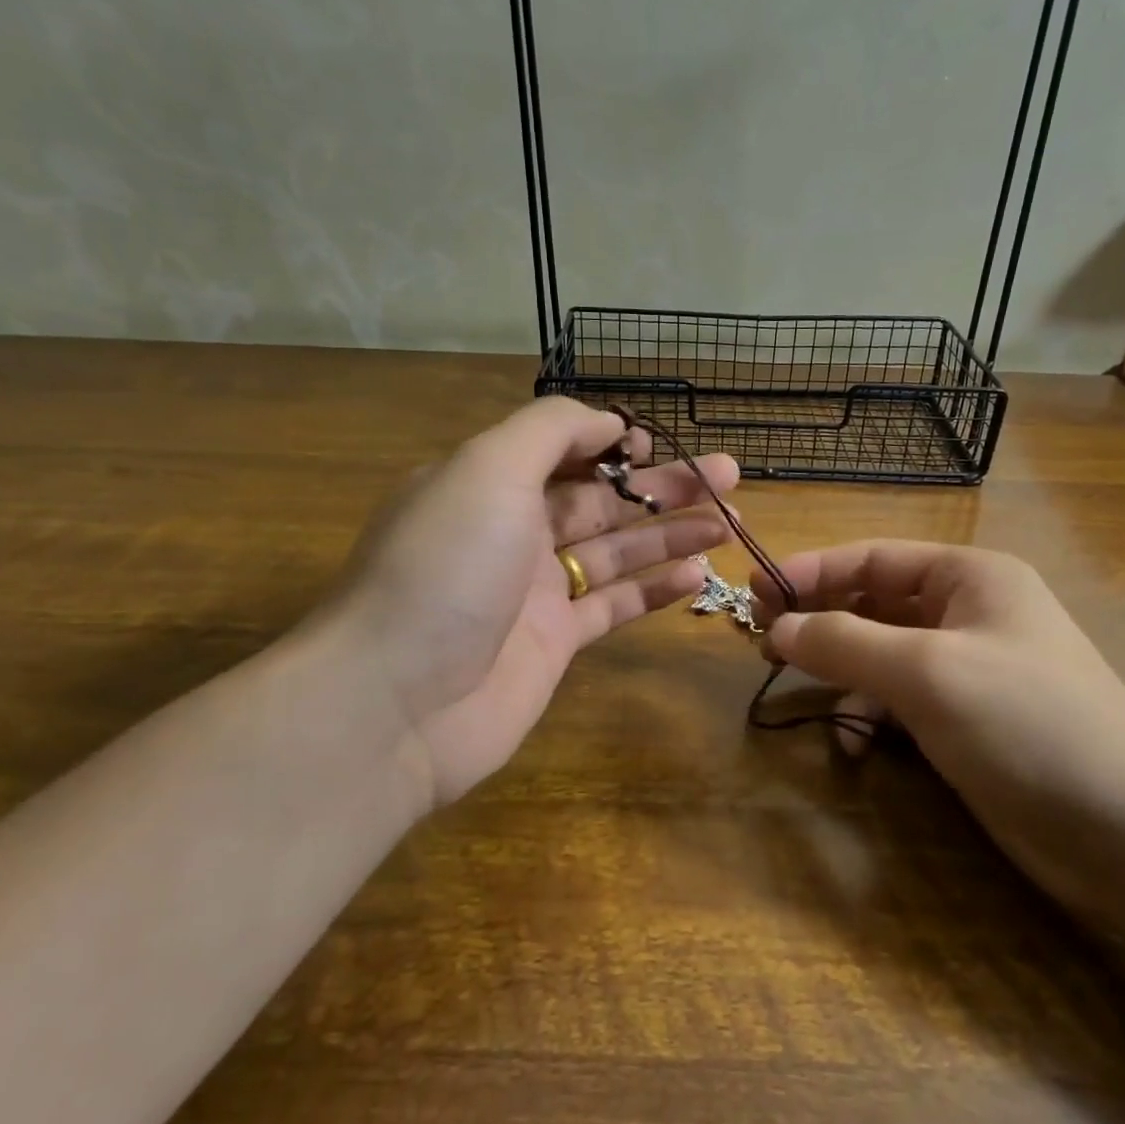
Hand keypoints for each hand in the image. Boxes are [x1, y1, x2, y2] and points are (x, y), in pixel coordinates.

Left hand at [308, 397, 737, 808]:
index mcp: (488, 483)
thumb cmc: (445, 568)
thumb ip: (550, 431)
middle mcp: (512, 531)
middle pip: (601, 499)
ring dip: (670, 533)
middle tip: (729, 476)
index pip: (562, 450)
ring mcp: (534, 591)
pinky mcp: (553, 643)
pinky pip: (614, 605)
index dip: (613, 444)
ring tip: (729, 522)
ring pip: (616, 551)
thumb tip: (608, 422)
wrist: (395, 702)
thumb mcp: (488, 468)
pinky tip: (698, 575)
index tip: (661, 445)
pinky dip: (655, 590)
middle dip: (663, 486)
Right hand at [753, 540, 1124, 918]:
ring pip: (881, 653)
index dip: (812, 569)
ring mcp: (969, 668)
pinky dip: (869, 714)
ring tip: (795, 686)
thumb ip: (844, 642)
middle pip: (874, 602)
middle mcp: (969, 612)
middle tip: (762, 638)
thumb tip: (776, 628)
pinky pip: (899, 699)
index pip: (873, 557)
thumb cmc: (1028, 723)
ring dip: (840, 669)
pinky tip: (852, 744)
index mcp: (970, 577)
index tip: (757, 591)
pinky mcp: (967, 720)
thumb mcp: (926, 672)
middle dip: (820, 618)